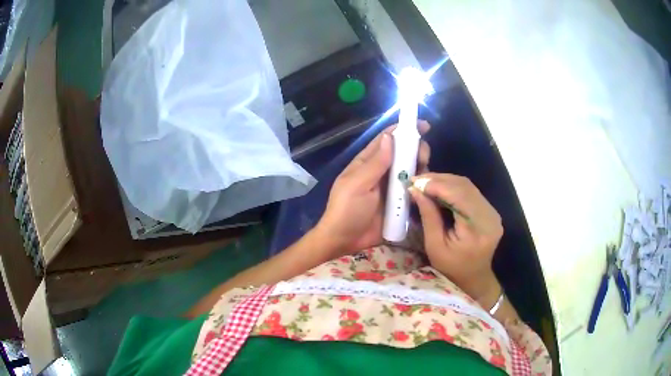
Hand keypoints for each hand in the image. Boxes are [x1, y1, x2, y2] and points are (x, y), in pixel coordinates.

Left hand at [315, 121, 430, 256]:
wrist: (346, 241)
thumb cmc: (347, 210)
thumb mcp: (358, 184)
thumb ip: (375, 163)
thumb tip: (389, 137)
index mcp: (367, 162)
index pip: (386, 139)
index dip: (403, 129)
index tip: (423, 125)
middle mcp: (381, 171)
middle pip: (403, 153)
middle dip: (416, 149)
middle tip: (423, 156)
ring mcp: (391, 187)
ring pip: (411, 170)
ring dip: (420, 167)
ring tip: (425, 172)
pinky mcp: (399, 203)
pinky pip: (413, 189)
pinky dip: (421, 185)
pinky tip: (427, 186)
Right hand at [410, 173, 503, 303]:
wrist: (473, 278)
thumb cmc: (450, 268)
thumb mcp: (434, 246)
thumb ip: (428, 216)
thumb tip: (415, 190)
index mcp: (477, 229)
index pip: (459, 196)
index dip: (437, 185)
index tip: (415, 182)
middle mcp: (490, 216)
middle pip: (465, 187)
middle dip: (439, 180)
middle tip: (417, 180)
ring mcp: (492, 212)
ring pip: (468, 186)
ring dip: (445, 181)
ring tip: (425, 183)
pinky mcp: (490, 211)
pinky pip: (471, 192)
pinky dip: (453, 188)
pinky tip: (439, 189)